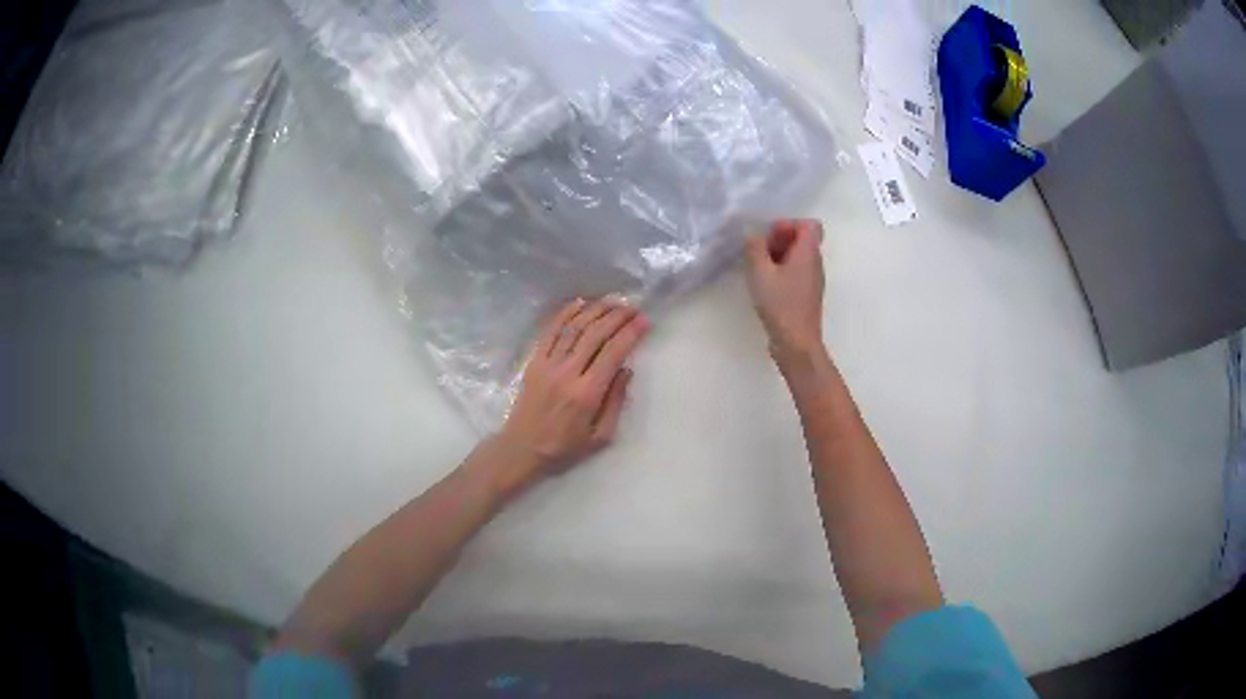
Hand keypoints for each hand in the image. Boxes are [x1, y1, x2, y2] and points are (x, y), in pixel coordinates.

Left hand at [494, 298, 648, 484]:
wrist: (522, 449)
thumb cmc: (564, 447)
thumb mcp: (600, 436)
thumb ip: (615, 402)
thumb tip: (626, 370)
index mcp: (587, 394)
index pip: (613, 353)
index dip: (630, 333)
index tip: (644, 321)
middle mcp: (567, 373)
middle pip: (595, 334)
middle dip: (617, 316)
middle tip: (633, 307)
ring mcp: (548, 365)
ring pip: (574, 328)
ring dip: (594, 310)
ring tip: (612, 301)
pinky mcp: (534, 362)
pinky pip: (551, 331)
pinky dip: (565, 314)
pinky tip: (579, 303)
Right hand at [744, 219, 826, 362]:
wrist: (797, 343)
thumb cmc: (780, 304)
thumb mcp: (760, 272)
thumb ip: (754, 248)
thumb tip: (752, 234)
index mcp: (808, 253)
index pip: (810, 224)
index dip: (789, 224)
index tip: (770, 236)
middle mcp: (816, 264)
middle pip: (803, 239)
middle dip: (780, 240)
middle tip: (759, 252)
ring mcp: (813, 281)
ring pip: (798, 257)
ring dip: (778, 257)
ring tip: (758, 269)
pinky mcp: (807, 296)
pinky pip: (796, 273)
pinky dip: (782, 272)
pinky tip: (765, 286)